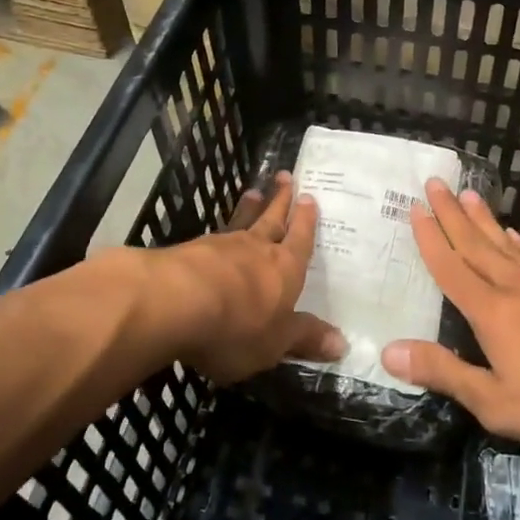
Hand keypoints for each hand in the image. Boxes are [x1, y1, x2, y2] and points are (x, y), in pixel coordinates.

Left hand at [130, 174, 344, 384]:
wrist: (177, 303)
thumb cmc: (238, 325)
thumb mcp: (276, 342)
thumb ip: (305, 338)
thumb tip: (343, 344)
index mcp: (285, 269)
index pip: (300, 240)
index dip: (305, 221)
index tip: (308, 197)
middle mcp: (257, 249)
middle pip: (272, 219)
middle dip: (280, 200)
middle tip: (285, 175)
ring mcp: (221, 246)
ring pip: (241, 222)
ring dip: (249, 208)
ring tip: (253, 192)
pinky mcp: (191, 251)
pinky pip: (213, 236)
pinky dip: (220, 232)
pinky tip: (214, 235)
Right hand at [382, 180, 519, 447]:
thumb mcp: (498, 402)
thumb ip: (445, 374)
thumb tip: (390, 351)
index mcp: (490, 312)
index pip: (451, 267)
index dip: (431, 238)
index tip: (416, 208)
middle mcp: (515, 285)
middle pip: (476, 243)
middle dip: (451, 213)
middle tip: (436, 182)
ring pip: (506, 242)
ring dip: (483, 218)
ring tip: (468, 195)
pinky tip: (516, 235)